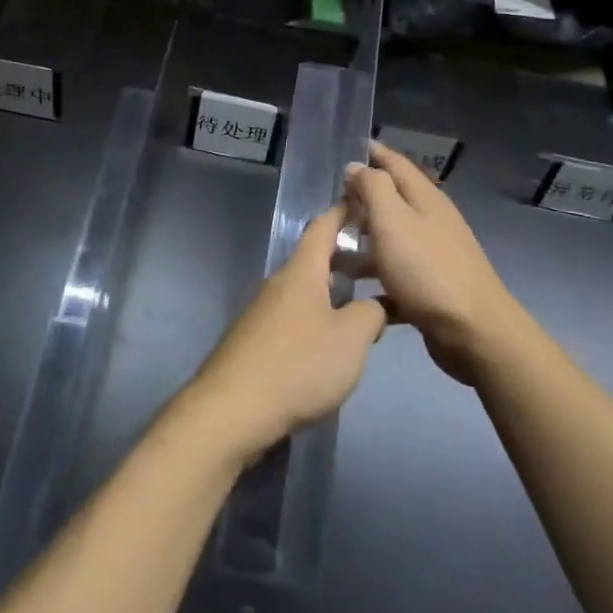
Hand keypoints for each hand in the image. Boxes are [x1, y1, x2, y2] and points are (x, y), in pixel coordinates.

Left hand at [180, 205, 387, 463]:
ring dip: (334, 291)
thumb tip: (374, 306)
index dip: (345, 212)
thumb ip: (371, 314)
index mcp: (302, 272)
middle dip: (347, 258)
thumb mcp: (351, 339)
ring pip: (306, 290)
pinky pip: (295, 316)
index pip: (324, 226)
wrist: (232, 410)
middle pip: (315, 259)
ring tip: (364, 308)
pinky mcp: (256, 340)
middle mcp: (279, 283)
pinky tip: (331, 344)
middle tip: (380, 266)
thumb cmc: (298, 365)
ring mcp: (263, 312)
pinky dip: (318, 316)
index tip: (366, 202)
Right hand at [345, 142, 525, 384]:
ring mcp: (434, 255)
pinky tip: (353, 289)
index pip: (396, 163)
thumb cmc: (427, 270)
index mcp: (425, 198)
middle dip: (362, 199)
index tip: (348, 146)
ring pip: (392, 239)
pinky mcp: (431, 287)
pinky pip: (396, 274)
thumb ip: (373, 188)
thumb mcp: (393, 221)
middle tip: (329, 203)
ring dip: (364, 241)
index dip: (373, 153)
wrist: (474, 332)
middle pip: (393, 200)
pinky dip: (376, 276)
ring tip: (331, 250)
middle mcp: (432, 221)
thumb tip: (357, 165)